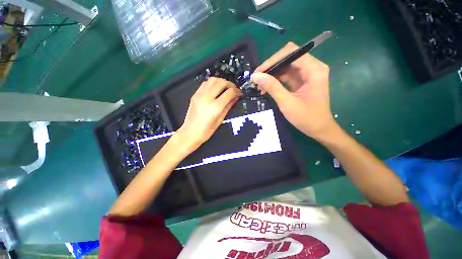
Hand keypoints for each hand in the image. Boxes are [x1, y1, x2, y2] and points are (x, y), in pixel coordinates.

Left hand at [176, 77, 240, 151]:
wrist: (190, 132)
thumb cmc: (207, 130)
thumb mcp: (220, 119)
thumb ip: (228, 106)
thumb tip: (236, 97)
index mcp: (215, 107)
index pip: (229, 93)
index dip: (237, 91)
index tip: (240, 93)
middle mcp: (207, 98)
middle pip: (221, 82)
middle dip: (230, 84)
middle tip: (234, 90)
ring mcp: (199, 95)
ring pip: (213, 79)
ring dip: (221, 82)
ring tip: (225, 88)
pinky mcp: (195, 94)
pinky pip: (205, 83)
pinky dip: (213, 83)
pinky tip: (216, 89)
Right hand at [251, 42, 335, 139]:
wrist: (319, 129)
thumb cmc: (306, 118)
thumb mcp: (287, 103)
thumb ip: (272, 87)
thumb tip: (255, 76)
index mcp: (314, 69)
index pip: (291, 53)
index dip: (272, 60)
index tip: (258, 72)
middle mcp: (312, 67)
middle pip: (288, 57)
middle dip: (271, 67)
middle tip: (257, 79)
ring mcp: (307, 74)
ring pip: (285, 66)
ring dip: (271, 74)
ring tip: (260, 86)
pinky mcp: (302, 81)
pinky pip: (286, 75)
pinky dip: (275, 80)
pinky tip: (267, 88)